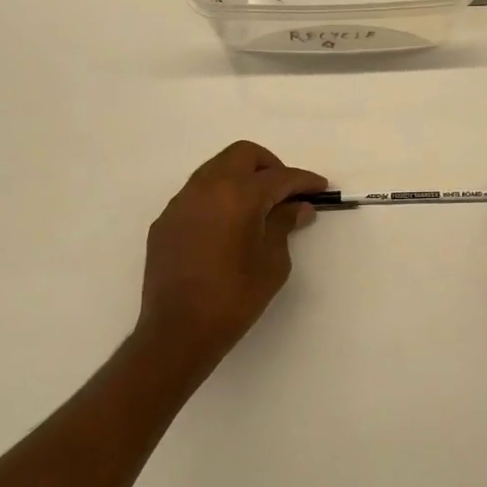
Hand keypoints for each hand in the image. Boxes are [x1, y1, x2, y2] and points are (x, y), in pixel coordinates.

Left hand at [135, 141, 325, 369]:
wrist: (178, 331)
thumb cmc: (235, 298)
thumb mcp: (272, 262)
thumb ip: (284, 225)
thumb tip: (297, 207)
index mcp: (238, 196)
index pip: (279, 177)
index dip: (304, 180)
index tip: (320, 188)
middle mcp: (207, 188)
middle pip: (243, 155)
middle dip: (270, 166)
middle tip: (285, 192)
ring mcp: (181, 202)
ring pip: (216, 168)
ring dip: (241, 178)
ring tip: (258, 207)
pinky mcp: (166, 220)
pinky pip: (197, 193)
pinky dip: (219, 197)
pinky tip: (228, 226)